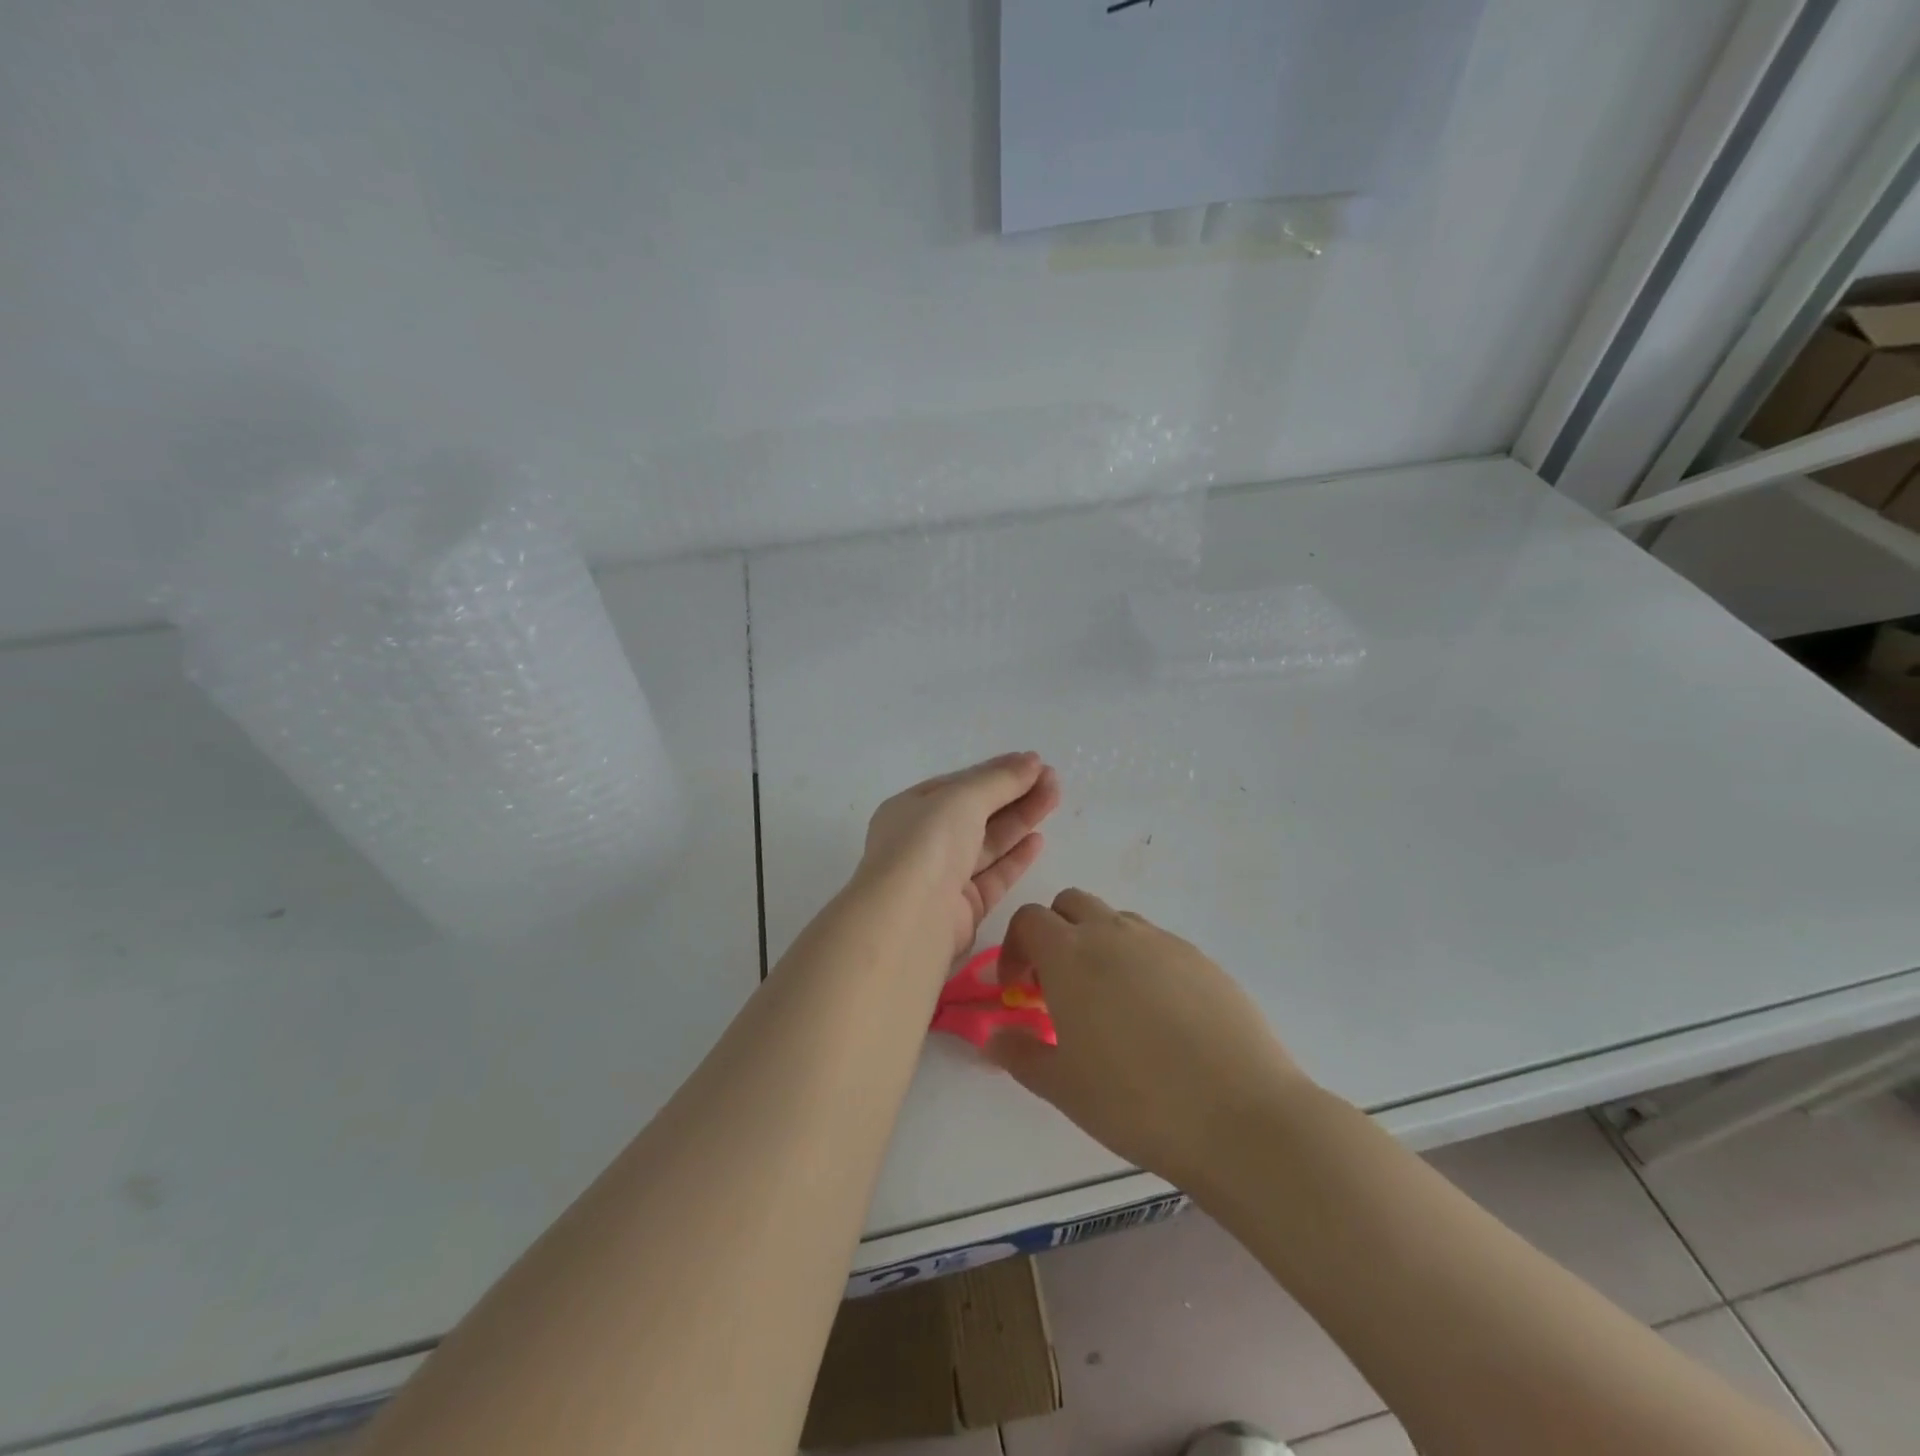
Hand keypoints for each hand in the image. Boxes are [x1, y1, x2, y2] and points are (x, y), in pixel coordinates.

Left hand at [857, 752, 1060, 961]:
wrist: (911, 919)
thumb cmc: (928, 845)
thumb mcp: (962, 798)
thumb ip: (999, 780)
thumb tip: (1031, 761)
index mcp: (911, 809)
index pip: (959, 785)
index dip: (996, 772)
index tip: (1034, 763)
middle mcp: (924, 842)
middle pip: (976, 813)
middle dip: (1014, 794)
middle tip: (1053, 779)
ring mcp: (943, 877)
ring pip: (988, 843)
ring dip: (1021, 820)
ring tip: (1054, 799)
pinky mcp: (963, 909)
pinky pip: (993, 876)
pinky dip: (1015, 857)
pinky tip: (1039, 839)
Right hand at [987, 889, 1307, 1188]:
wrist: (1239, 1113)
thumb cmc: (1134, 1100)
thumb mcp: (1062, 1086)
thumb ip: (1019, 1055)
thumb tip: (994, 1038)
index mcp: (1071, 954)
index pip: (1029, 920)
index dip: (1014, 949)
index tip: (1017, 990)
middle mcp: (1114, 933)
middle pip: (1071, 904)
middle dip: (1055, 935)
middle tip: (1058, 988)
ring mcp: (1163, 942)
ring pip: (1116, 922)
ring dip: (1099, 946)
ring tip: (1109, 1005)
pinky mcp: (1202, 959)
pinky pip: (1157, 945)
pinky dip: (1141, 964)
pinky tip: (1157, 1018)